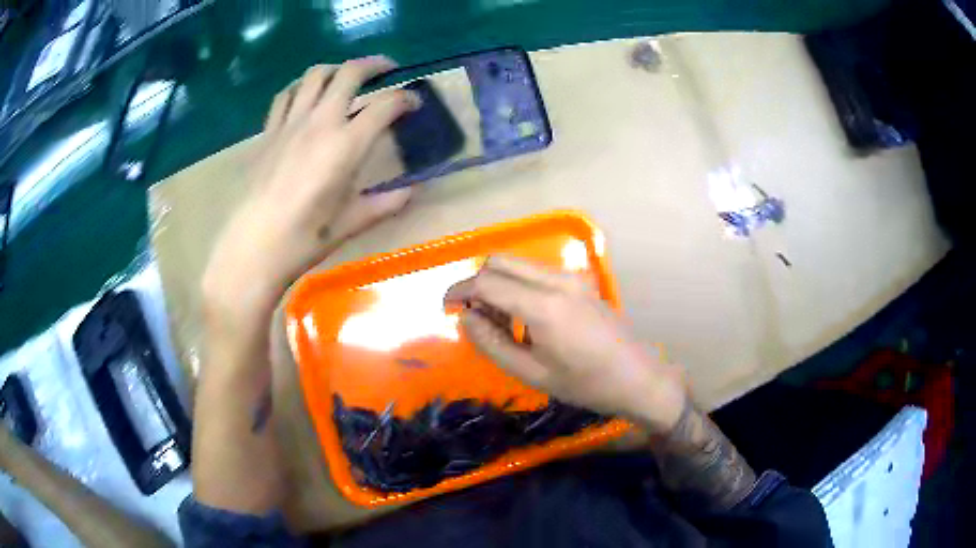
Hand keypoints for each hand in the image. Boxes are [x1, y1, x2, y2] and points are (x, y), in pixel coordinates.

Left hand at [202, 56, 420, 333]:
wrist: (253, 247)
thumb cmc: (304, 239)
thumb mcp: (352, 223)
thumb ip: (387, 203)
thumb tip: (413, 191)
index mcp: (346, 145)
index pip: (385, 105)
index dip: (406, 98)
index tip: (414, 103)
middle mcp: (320, 122)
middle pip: (350, 73)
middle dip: (374, 65)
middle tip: (387, 69)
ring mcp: (290, 123)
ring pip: (315, 74)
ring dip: (337, 68)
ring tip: (347, 77)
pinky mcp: (269, 131)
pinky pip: (286, 94)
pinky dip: (302, 86)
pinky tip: (307, 95)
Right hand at [444, 256, 687, 433]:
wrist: (637, 378)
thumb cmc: (585, 384)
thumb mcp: (531, 373)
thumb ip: (491, 343)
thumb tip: (464, 318)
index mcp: (543, 305)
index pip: (486, 282)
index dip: (459, 292)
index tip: (446, 310)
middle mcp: (556, 280)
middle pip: (499, 261)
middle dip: (477, 284)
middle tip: (474, 318)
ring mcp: (572, 277)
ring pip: (518, 264)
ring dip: (498, 284)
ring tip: (500, 323)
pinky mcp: (580, 281)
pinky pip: (536, 272)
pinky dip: (518, 285)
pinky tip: (525, 317)